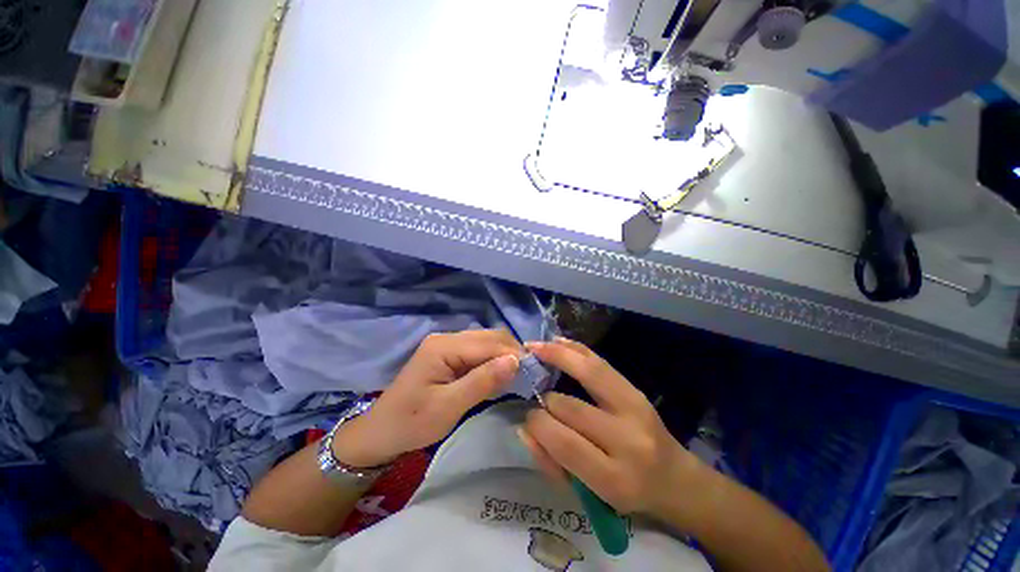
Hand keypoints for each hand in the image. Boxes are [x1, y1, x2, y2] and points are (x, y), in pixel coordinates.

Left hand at [332, 329, 521, 467]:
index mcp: (444, 346)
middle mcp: (447, 338)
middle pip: (490, 337)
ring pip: (487, 342)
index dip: (514, 355)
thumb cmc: (411, 423)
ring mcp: (448, 344)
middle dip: (512, 352)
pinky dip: (494, 360)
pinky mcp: (449, 354)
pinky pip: (479, 351)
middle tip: (530, 375)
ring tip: (520, 374)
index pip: (489, 344)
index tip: (536, 372)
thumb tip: (515, 361)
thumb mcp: (448, 407)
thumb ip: (482, 381)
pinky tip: (501, 374)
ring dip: (505, 355)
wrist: (380, 432)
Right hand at [519, 338, 698, 517]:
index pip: (564, 443)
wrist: (675, 479)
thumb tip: (524, 428)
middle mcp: (628, 440)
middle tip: (535, 393)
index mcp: (614, 478)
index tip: (528, 416)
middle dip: (546, 397)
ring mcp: (636, 408)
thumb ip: (551, 462)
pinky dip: (576, 349)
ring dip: (556, 357)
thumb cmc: (626, 493)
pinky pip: (601, 363)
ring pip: (588, 372)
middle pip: (572, 407)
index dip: (538, 424)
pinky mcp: (636, 389)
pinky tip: (557, 342)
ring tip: (535, 348)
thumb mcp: (587, 492)